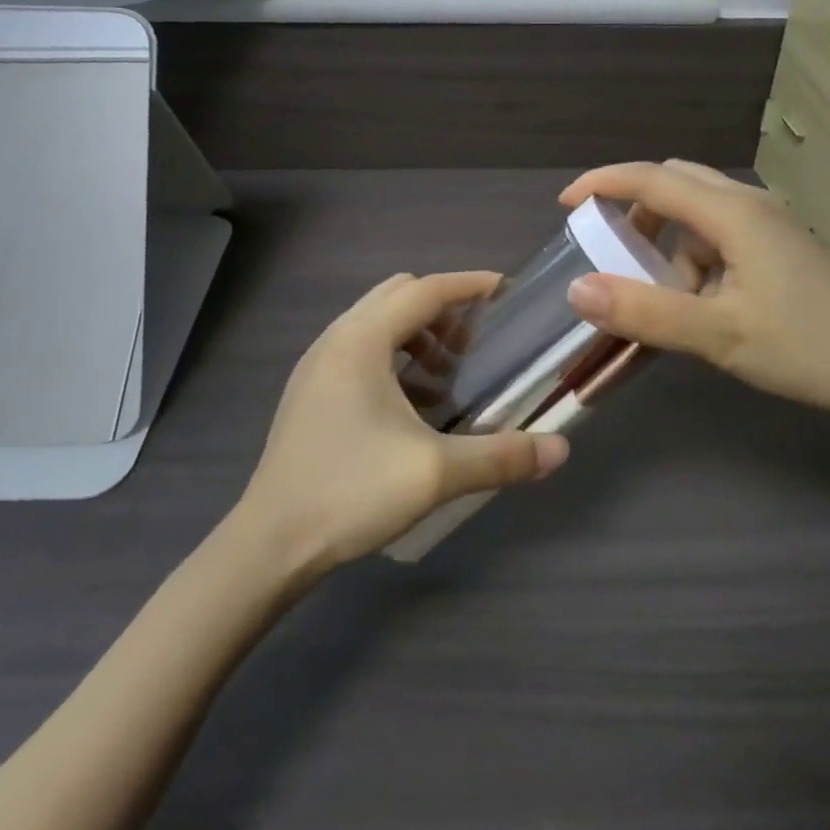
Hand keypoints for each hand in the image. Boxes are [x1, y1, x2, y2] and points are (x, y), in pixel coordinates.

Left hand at [237, 271, 569, 573]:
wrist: (269, 544)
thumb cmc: (350, 491)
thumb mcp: (434, 473)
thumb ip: (500, 456)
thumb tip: (559, 450)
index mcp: (362, 339)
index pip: (425, 290)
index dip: (469, 285)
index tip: (506, 291)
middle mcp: (337, 338)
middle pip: (399, 296)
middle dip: (442, 310)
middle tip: (475, 344)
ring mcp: (318, 364)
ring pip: (377, 322)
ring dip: (417, 335)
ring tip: (446, 378)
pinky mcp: (310, 390)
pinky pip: (360, 349)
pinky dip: (394, 357)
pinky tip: (412, 407)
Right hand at [560, 161, 829, 431]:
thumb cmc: (810, 348)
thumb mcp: (719, 335)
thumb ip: (645, 312)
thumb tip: (577, 289)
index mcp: (732, 213)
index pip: (652, 178)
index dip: (603, 183)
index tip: (564, 203)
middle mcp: (750, 204)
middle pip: (676, 182)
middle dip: (633, 205)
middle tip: (603, 243)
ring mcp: (771, 225)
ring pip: (699, 211)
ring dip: (665, 238)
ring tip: (652, 288)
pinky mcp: (783, 249)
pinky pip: (721, 235)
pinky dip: (693, 256)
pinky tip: (697, 302)